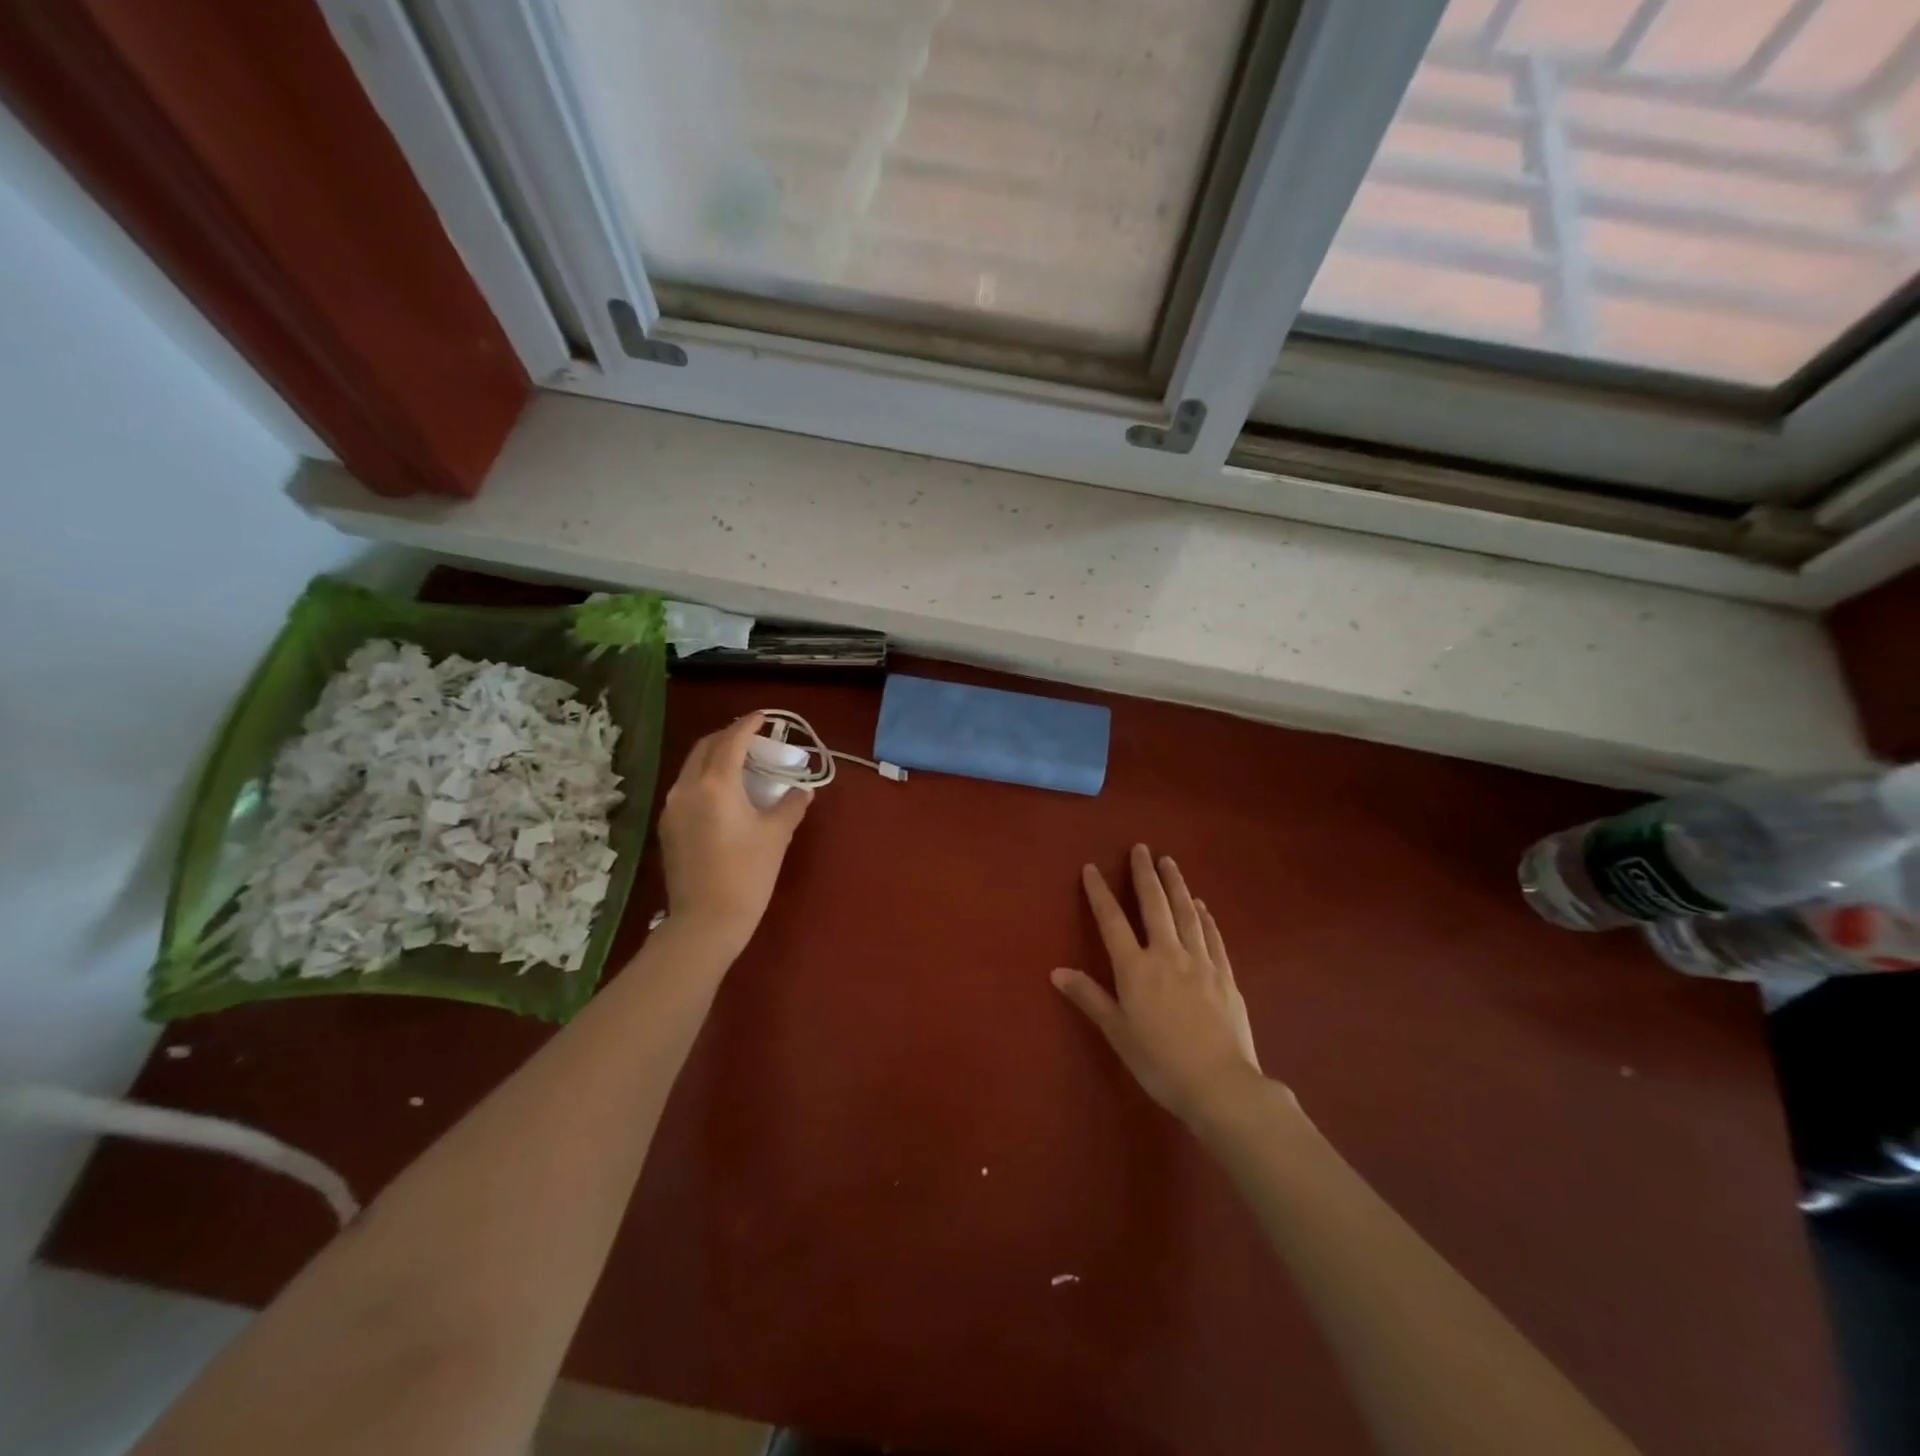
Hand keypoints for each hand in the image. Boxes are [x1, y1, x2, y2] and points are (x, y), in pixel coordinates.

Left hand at [657, 713, 810, 955]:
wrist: (705, 922)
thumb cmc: (747, 875)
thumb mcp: (776, 836)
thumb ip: (790, 805)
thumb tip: (802, 791)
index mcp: (715, 784)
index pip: (731, 741)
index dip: (749, 725)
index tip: (765, 717)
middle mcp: (687, 788)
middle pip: (705, 747)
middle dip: (729, 736)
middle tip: (754, 739)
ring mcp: (673, 808)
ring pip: (693, 767)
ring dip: (715, 757)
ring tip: (741, 763)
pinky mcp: (669, 827)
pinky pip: (688, 788)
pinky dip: (706, 778)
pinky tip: (725, 793)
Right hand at [1053, 845, 1265, 1124]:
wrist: (1220, 1084)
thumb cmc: (1159, 1062)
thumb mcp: (1117, 1032)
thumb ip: (1089, 997)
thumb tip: (1056, 970)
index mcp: (1135, 968)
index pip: (1112, 921)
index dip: (1100, 893)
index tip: (1092, 868)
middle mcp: (1167, 955)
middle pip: (1154, 905)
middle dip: (1144, 875)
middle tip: (1141, 848)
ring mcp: (1201, 962)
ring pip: (1186, 913)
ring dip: (1176, 885)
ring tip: (1170, 862)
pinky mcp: (1225, 975)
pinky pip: (1212, 937)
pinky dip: (1205, 917)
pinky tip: (1201, 906)